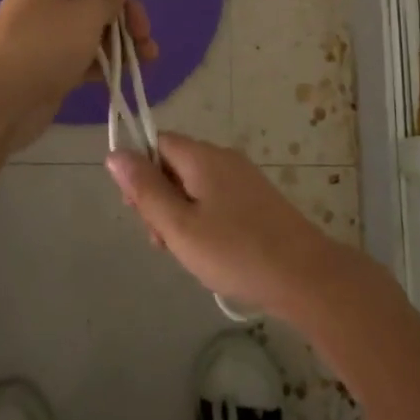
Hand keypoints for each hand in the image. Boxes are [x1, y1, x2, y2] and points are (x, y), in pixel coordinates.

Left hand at [0, 0, 156, 149]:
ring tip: (148, 59)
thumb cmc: (44, 47)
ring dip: (121, 41)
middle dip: (124, 15)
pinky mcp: (51, 65)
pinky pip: (85, 56)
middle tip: (144, 35)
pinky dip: (106, 62)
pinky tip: (130, 72)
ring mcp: (48, 35)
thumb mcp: (85, 15)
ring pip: (92, 30)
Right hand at [105, 134, 350, 321]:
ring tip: (188, 254)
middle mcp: (224, 158)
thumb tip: (115, 153)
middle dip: (160, 199)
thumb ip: (145, 189)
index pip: (157, 143)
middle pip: (175, 165)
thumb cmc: (234, 251)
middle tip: (164, 241)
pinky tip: (211, 252)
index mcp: (202, 156)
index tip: (139, 211)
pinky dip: (204, 221)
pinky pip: (217, 199)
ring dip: (181, 215)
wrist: (304, 276)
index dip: (140, 171)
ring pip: (195, 186)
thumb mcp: (179, 225)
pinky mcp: (257, 200)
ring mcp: (244, 178)